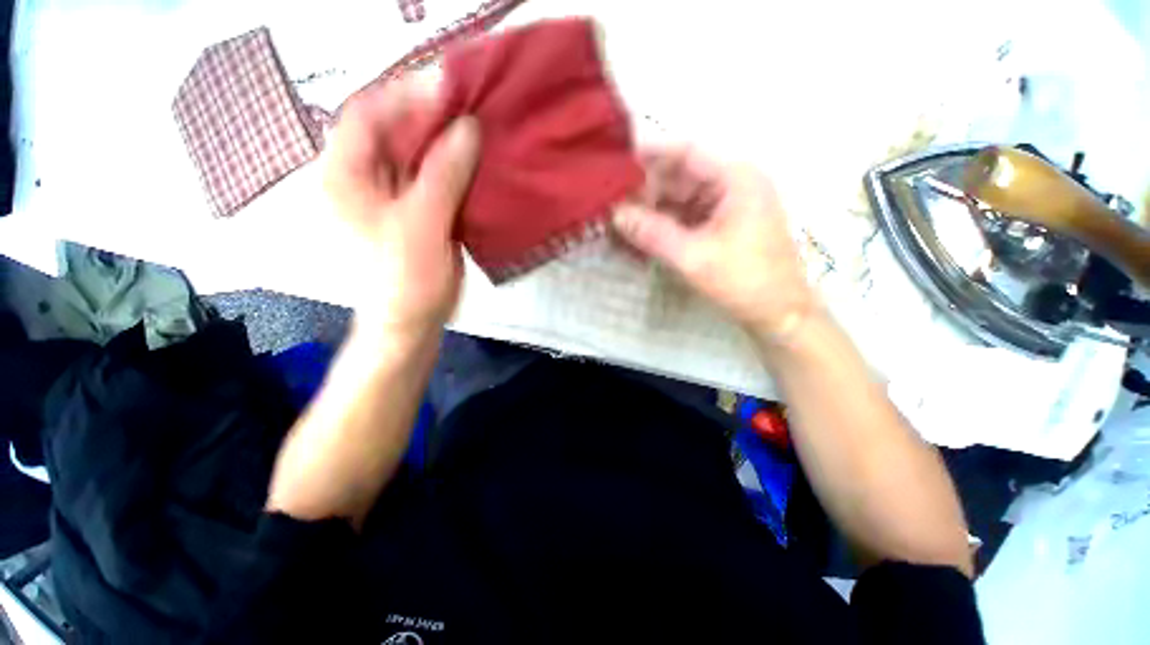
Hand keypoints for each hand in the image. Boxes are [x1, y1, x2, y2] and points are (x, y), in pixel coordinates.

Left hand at [323, 79, 479, 338]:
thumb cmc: (404, 279)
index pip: (367, 115)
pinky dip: (458, 170)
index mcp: (345, 175)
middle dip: (431, 117)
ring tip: (481, 128)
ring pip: (420, 156)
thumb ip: (442, 175)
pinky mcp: (420, 212)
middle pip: (395, 132)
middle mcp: (366, 178)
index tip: (447, 85)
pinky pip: (438, 180)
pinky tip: (480, 163)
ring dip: (449, 143)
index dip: (404, 94)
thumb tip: (467, 128)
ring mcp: (395, 196)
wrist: (410, 323)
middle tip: (472, 104)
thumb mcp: (420, 225)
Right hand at [612, 148, 815, 338]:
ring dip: (653, 210)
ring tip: (621, 221)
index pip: (686, 152)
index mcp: (735, 179)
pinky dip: (665, 224)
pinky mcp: (722, 225)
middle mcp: (733, 184)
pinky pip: (687, 216)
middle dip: (646, 190)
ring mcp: (727, 205)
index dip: (650, 155)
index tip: (617, 163)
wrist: (778, 313)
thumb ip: (652, 233)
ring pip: (681, 198)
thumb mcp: (693, 257)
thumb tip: (615, 214)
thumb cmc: (743, 281)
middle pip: (681, 176)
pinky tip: (642, 234)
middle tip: (612, 204)